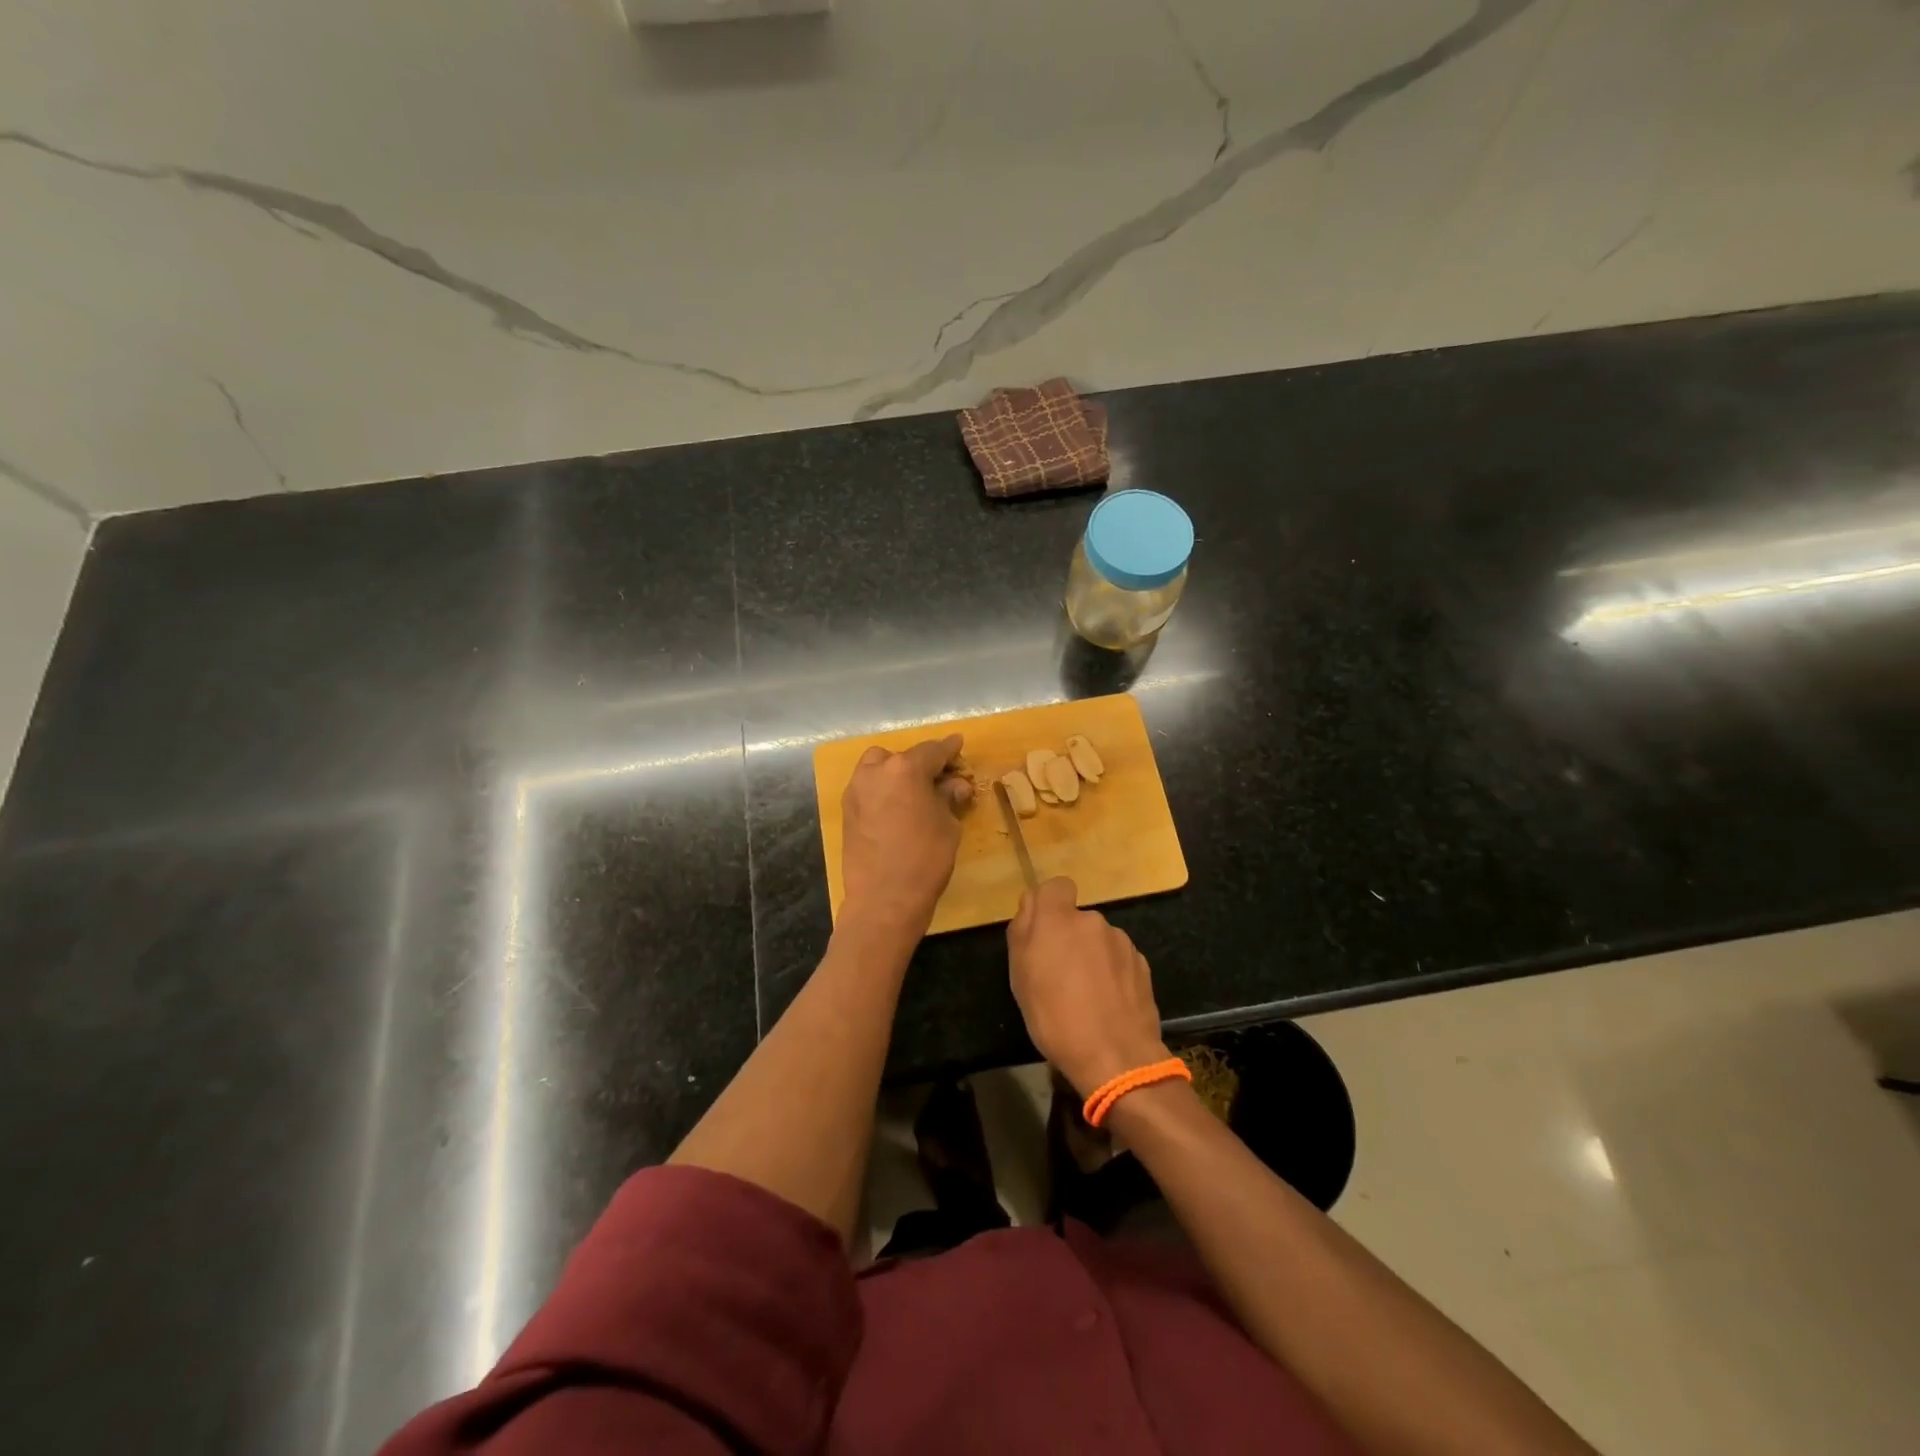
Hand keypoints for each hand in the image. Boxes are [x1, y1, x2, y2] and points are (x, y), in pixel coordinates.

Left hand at [840, 733, 971, 928]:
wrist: (883, 899)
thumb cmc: (925, 859)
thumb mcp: (947, 825)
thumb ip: (948, 798)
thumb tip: (954, 785)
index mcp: (904, 769)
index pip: (932, 751)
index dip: (949, 749)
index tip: (958, 743)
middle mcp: (875, 772)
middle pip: (902, 757)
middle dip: (920, 763)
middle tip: (939, 778)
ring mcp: (856, 790)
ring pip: (878, 767)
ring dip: (896, 773)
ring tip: (914, 792)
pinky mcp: (847, 810)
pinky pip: (868, 788)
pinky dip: (883, 789)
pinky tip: (897, 807)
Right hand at [1007, 877, 1169, 1096]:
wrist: (1116, 1056)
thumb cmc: (1055, 1016)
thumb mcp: (1020, 976)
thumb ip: (1022, 931)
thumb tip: (1031, 904)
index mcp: (1059, 919)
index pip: (1056, 886)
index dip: (1048, 905)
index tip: (1042, 933)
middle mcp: (1093, 921)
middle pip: (1076, 919)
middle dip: (1068, 938)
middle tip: (1058, 976)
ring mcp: (1122, 942)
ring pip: (1098, 940)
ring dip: (1091, 957)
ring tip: (1085, 996)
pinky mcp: (1142, 964)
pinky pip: (1118, 960)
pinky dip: (1111, 974)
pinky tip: (1107, 1004)